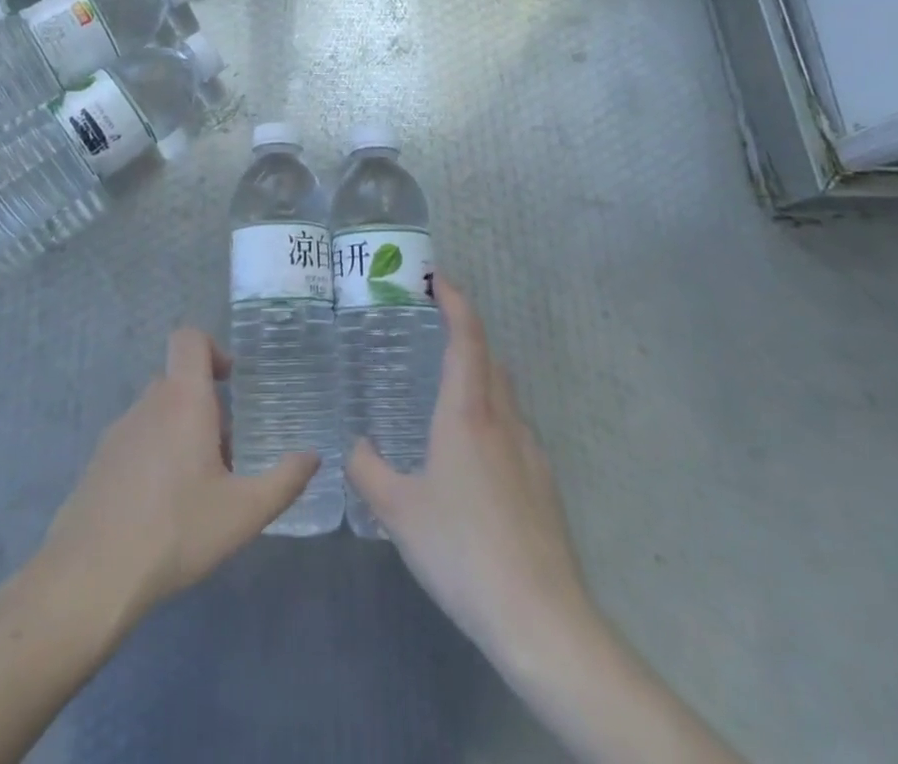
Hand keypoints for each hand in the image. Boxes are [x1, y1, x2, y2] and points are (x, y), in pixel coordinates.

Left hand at [36, 328, 317, 629]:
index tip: (232, 381)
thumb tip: (313, 456)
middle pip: (178, 381)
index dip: (212, 347)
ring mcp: (118, 432)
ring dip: (181, 433)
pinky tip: (164, 509)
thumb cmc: (175, 531)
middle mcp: (148, 403)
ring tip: (199, 487)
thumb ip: (284, 481)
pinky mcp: (99, 462)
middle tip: (228, 450)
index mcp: (182, 399)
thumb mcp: (243, 512)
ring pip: (157, 414)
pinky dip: (155, 457)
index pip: (189, 338)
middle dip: (206, 405)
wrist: (90, 576)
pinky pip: (136, 441)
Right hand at [347, 278, 591, 664]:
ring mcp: (530, 451)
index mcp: (467, 413)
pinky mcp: (543, 483)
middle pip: (489, 357)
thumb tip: (354, 447)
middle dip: (465, 332)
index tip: (437, 279)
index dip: (455, 301)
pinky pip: (514, 427)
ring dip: (480, 373)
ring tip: (446, 388)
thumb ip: (369, 471)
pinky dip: (492, 414)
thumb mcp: (399, 512)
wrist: (541, 618)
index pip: (466, 336)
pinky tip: (472, 454)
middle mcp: (503, 419)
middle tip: (432, 328)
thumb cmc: (462, 551)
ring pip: (505, 392)